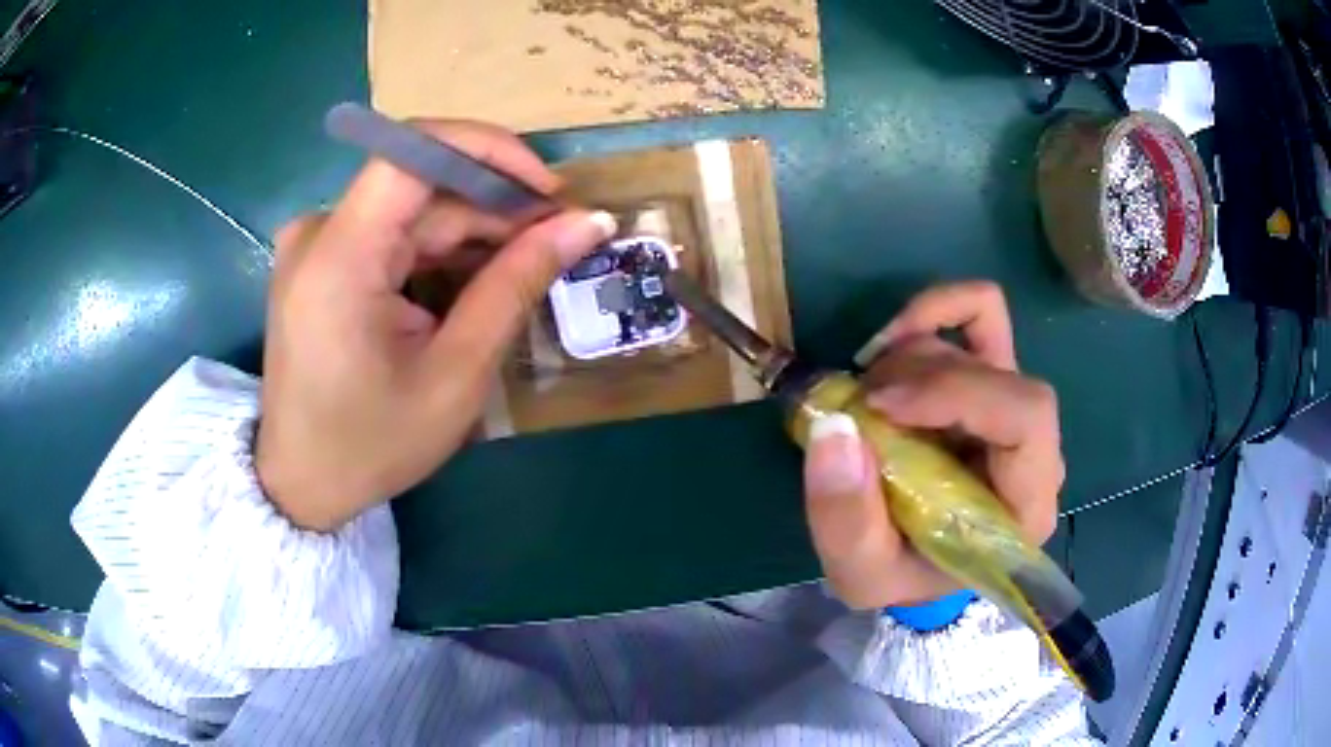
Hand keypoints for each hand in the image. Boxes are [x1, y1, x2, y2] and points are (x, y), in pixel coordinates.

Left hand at [256, 120, 615, 531]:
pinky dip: (439, 251)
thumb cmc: (372, 444)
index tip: (549, 191)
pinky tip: (475, 282)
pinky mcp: (321, 260)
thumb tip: (587, 222)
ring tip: (524, 269)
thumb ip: (516, 285)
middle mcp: (319, 231)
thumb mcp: (455, 373)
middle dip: (494, 205)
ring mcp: (316, 243)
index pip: (417, 151)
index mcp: (339, 256)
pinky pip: (391, 234)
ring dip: (472, 232)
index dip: (491, 151)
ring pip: (411, 210)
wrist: (302, 485)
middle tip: (557, 242)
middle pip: (421, 186)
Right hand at [802, 281, 1063, 607]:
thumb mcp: (861, 574)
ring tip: (864, 401)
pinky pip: (980, 314)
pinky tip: (891, 342)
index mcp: (1026, 503)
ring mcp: (1014, 406)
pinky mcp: (991, 378)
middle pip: (998, 372)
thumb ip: (845, 519)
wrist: (918, 565)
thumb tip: (834, 426)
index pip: (1027, 416)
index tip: (880, 406)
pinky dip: (934, 311)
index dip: (956, 393)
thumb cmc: (901, 576)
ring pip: (976, 342)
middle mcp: (1035, 448)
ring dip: (908, 359)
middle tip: (859, 405)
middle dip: (920, 377)